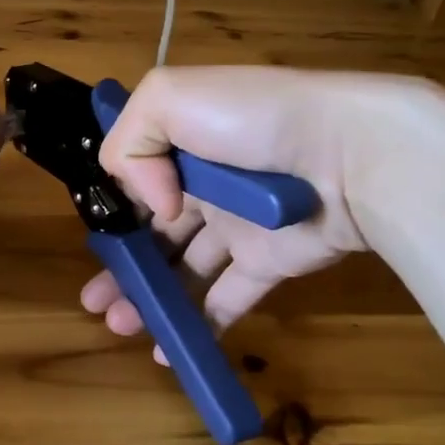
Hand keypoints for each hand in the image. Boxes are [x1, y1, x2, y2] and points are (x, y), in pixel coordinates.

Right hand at [81, 66, 381, 348]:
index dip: (112, 214)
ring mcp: (238, 227)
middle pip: (154, 232)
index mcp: (181, 142)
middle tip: (95, 303)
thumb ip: (130, 144)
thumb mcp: (168, 97)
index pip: (136, 181)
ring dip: (150, 298)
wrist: (349, 150)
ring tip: (120, 325)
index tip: (94, 245)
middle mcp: (205, 185)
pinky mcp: (268, 262)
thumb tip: (152, 206)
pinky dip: (197, 325)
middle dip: (122, 266)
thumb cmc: (252, 119)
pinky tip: (168, 347)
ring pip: (183, 269)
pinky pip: (227, 299)